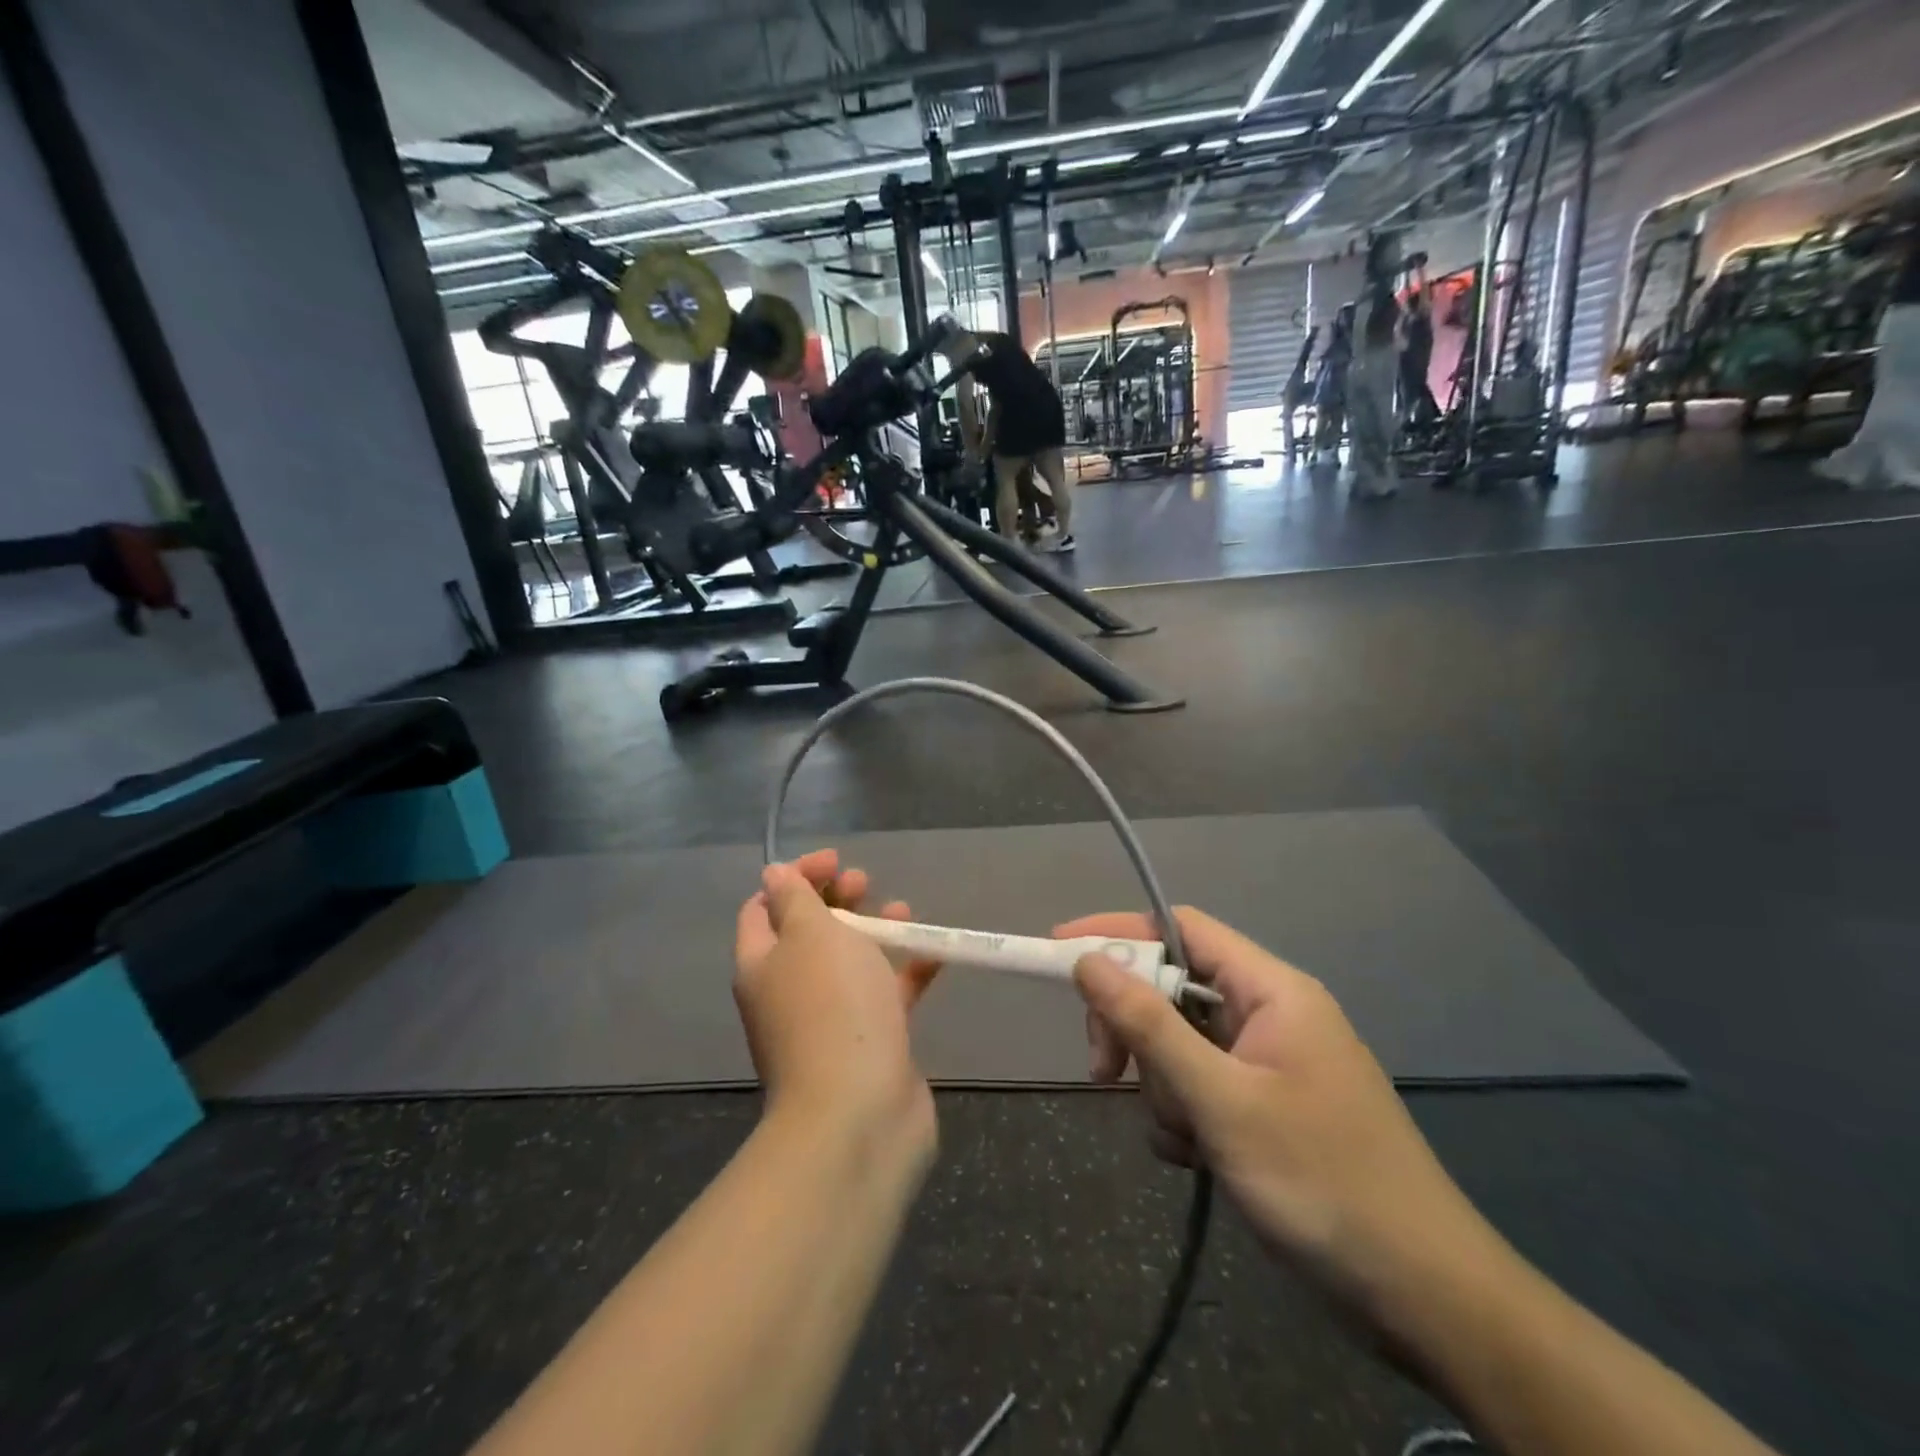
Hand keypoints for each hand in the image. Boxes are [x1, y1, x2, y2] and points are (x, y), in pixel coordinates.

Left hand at [736, 850, 940, 1154]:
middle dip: (838, 900)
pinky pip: (887, 995)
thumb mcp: (811, 935)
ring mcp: (829, 1020)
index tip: (835, 861)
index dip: (795, 877)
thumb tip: (774, 874)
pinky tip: (936, 954)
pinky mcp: (869, 1043)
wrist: (860, 1114)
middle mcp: (789, 991)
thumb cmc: (832, 1008)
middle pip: (809, 932)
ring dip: (875, 931)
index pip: (763, 908)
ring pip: (850, 962)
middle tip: (865, 884)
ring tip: (903, 913)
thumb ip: (796, 899)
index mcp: (762, 964)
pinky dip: (907, 971)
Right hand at [1056, 907, 1494, 1325]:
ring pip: (1178, 1044)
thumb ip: (1150, 1025)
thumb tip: (1087, 961)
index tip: (1060, 951)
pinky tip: (1197, 1159)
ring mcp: (1266, 1063)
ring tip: (1187, 1139)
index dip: (1119, 933)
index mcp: (1271, 990)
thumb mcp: (1221, 1101)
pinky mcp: (1263, 1108)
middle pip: (1172, 989)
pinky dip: (1183, 1116)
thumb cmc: (1323, 1182)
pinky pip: (1198, 1087)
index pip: (1181, 929)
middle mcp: (1268, 1014)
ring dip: (1162, 1086)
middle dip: (1135, 1028)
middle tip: (1103, 1070)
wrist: (1425, 1299)